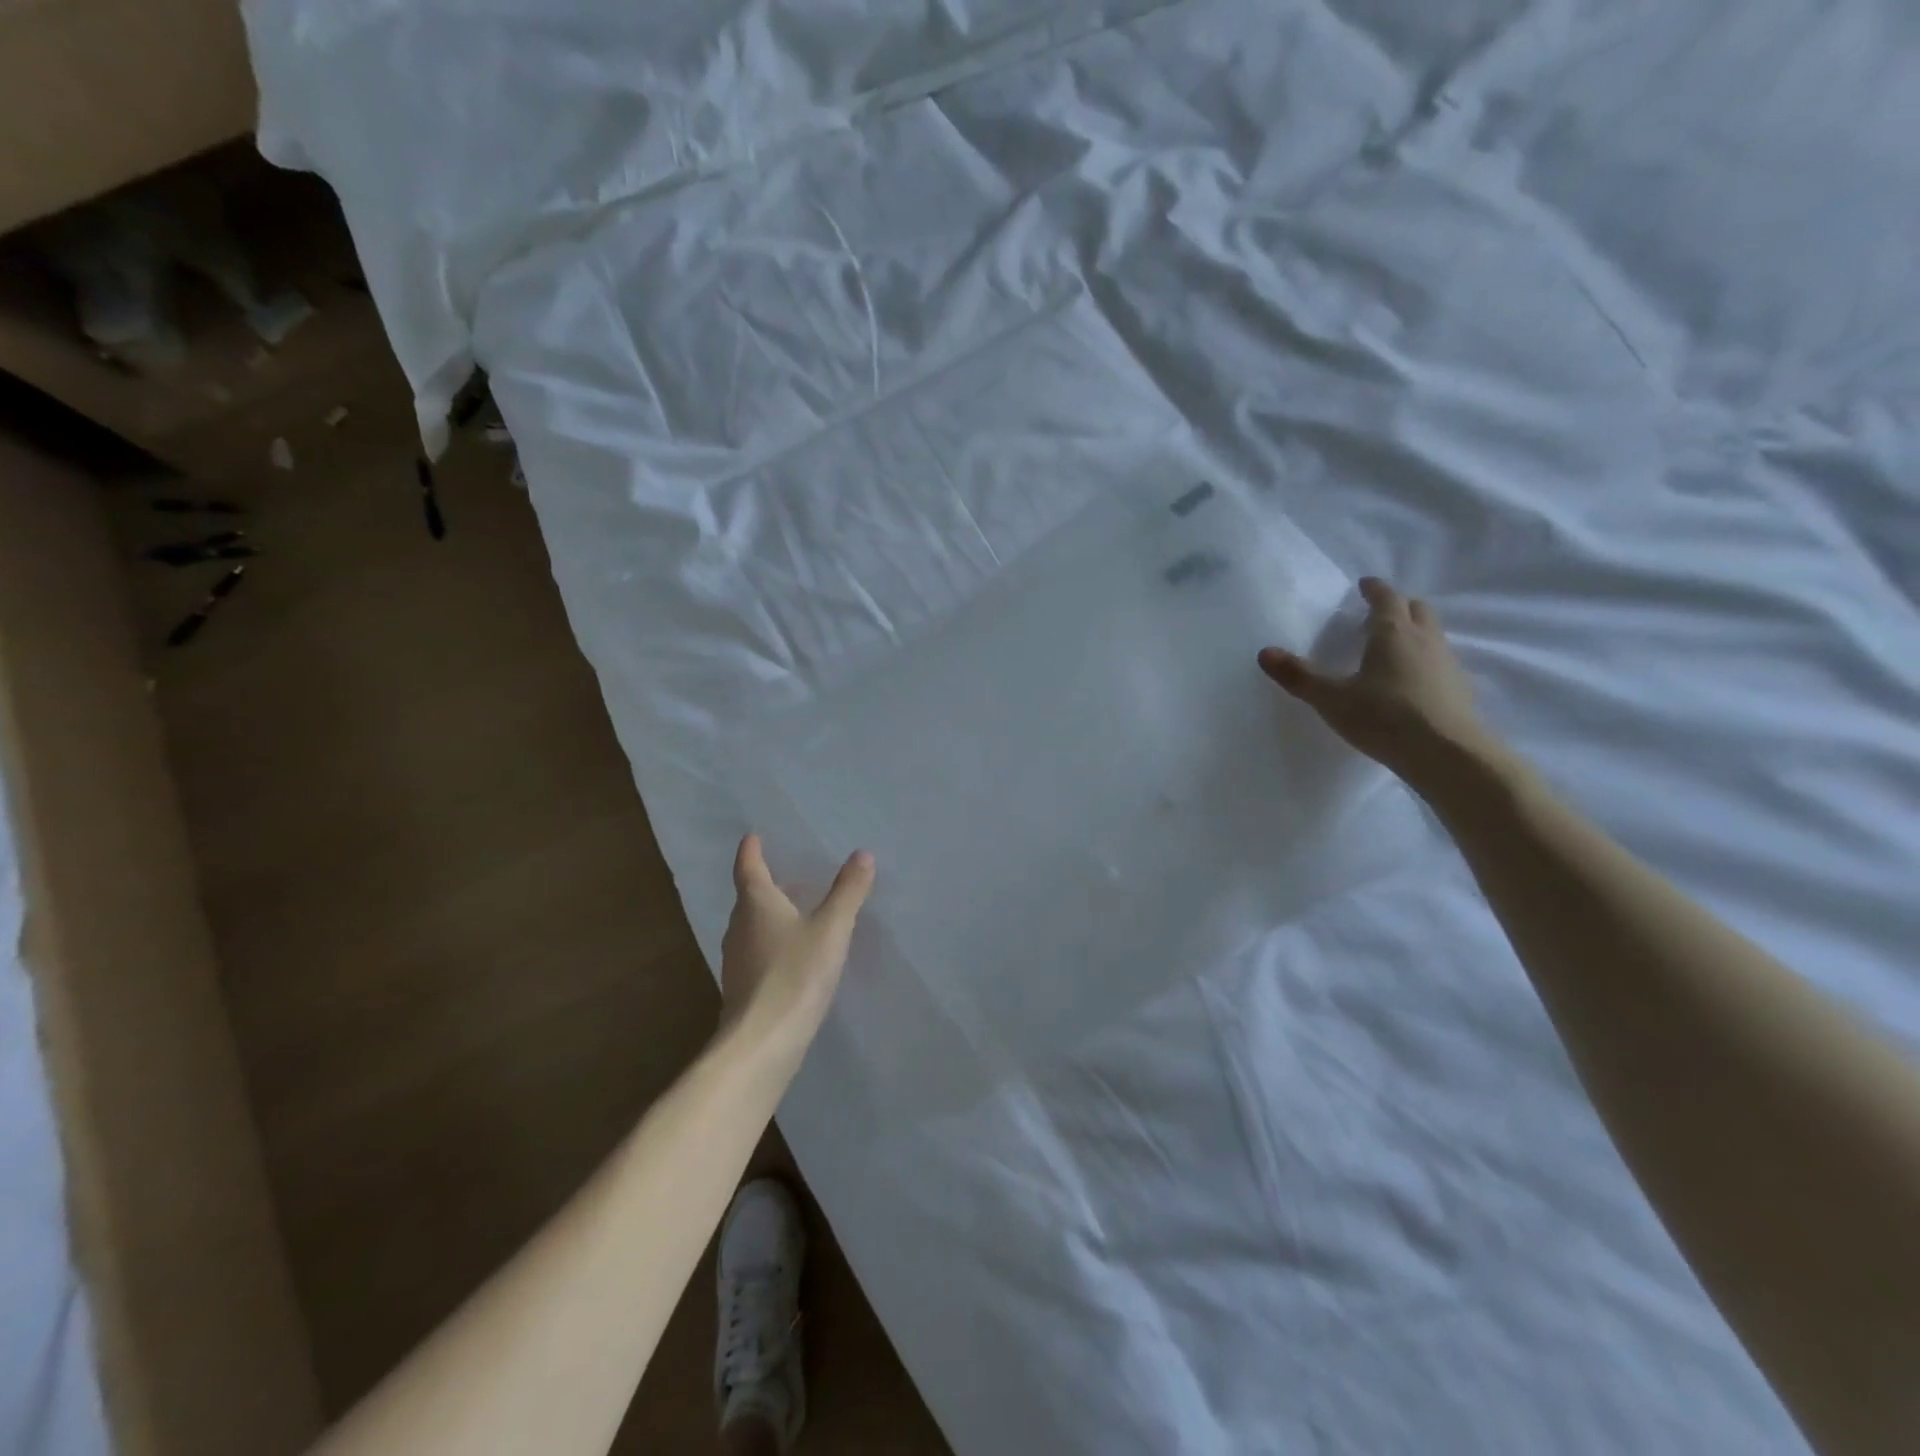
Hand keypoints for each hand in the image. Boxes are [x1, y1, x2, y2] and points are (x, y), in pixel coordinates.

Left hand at [719, 835, 874, 1053]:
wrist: (762, 1042)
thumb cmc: (796, 974)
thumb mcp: (831, 928)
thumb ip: (848, 892)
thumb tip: (862, 854)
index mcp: (756, 904)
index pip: (749, 868)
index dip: (751, 852)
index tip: (751, 837)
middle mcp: (739, 927)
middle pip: (747, 898)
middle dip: (761, 884)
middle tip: (779, 873)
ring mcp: (736, 961)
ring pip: (749, 927)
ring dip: (765, 916)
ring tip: (787, 911)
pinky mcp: (742, 989)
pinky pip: (755, 954)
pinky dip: (768, 944)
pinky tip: (787, 956)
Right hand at [1258, 577, 1492, 791]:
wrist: (1445, 753)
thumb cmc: (1383, 716)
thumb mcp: (1331, 698)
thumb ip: (1299, 676)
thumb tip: (1265, 652)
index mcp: (1393, 633)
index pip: (1386, 599)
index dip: (1374, 590)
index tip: (1364, 584)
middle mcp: (1424, 640)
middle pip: (1417, 610)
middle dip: (1399, 606)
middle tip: (1380, 613)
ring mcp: (1446, 663)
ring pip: (1432, 634)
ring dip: (1415, 632)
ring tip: (1393, 647)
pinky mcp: (1458, 689)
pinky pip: (1439, 662)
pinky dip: (1424, 660)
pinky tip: (1410, 681)